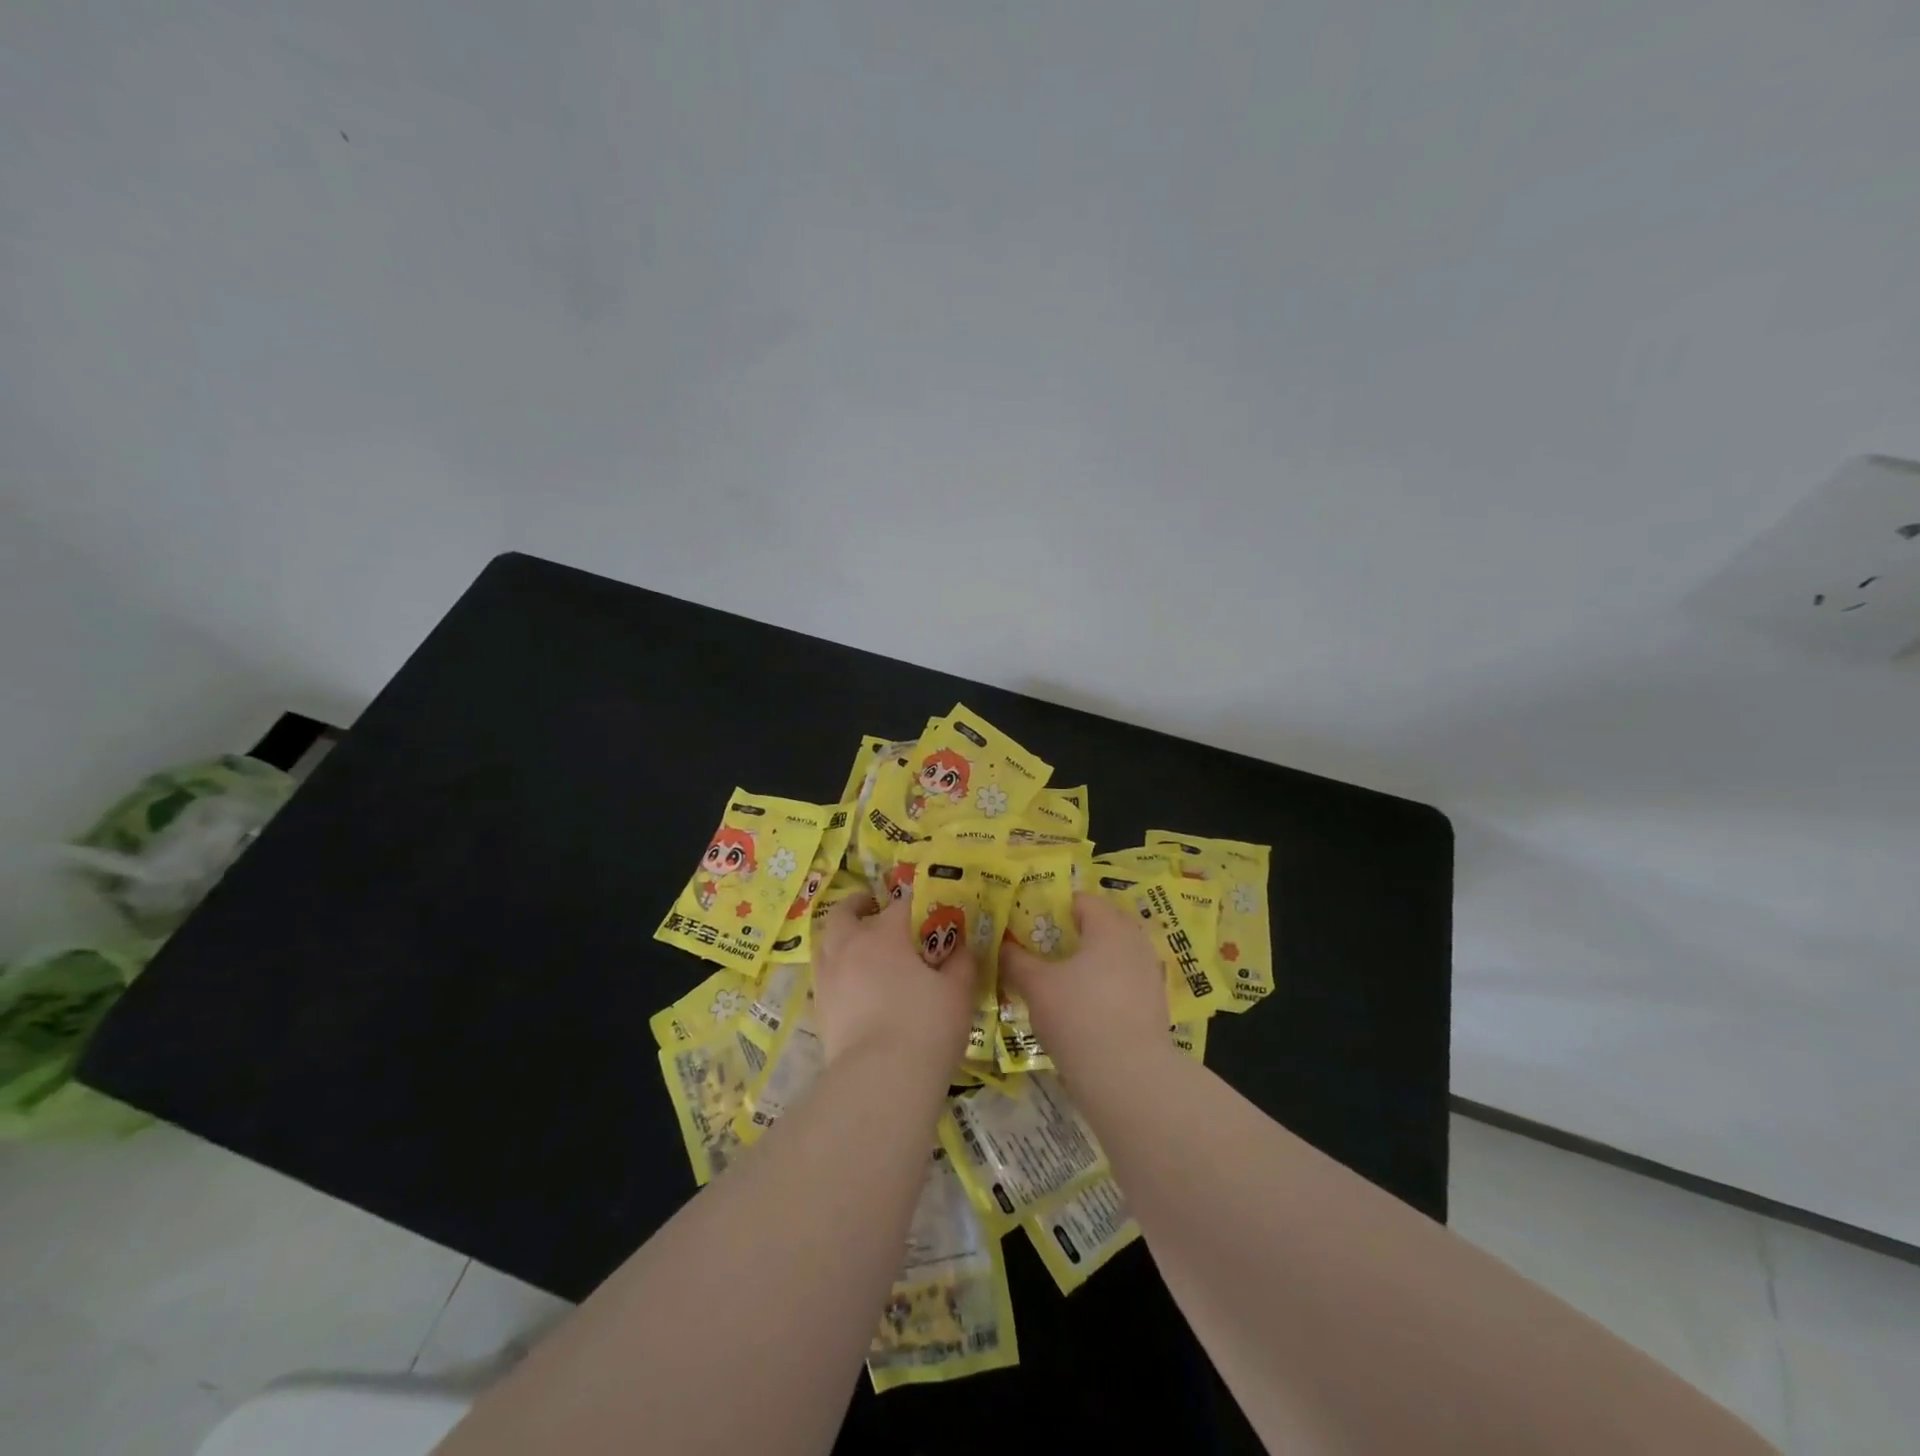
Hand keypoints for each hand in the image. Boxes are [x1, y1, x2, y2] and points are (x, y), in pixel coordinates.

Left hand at [812, 893, 977, 1070]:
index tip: (930, 912)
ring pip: (825, 943)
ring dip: (840, 936)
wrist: (880, 1081)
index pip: (901, 905)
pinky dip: (835, 970)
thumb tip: (962, 948)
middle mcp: (849, 947)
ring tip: (858, 946)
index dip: (917, 904)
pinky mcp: (819, 1010)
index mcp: (884, 934)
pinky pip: (823, 976)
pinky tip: (852, 985)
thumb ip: (961, 963)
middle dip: (859, 906)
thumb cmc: (925, 1026)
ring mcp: (828, 979)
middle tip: (874, 909)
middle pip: (845, 913)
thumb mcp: (958, 992)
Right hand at [1000, 893, 1168, 1078]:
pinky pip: (1125, 980)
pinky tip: (1084, 1007)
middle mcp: (1135, 942)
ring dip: (1091, 961)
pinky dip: (1105, 985)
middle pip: (1103, 925)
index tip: (1031, 925)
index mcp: (1109, 927)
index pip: (1082, 901)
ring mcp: (1150, 974)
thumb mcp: (1036, 986)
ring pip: (1115, 954)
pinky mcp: (1155, 1004)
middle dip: (1074, 934)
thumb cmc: (1078, 1016)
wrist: (1128, 1076)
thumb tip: (1003, 945)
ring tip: (1062, 980)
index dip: (1054, 908)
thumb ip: (1017, 960)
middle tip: (1044, 951)